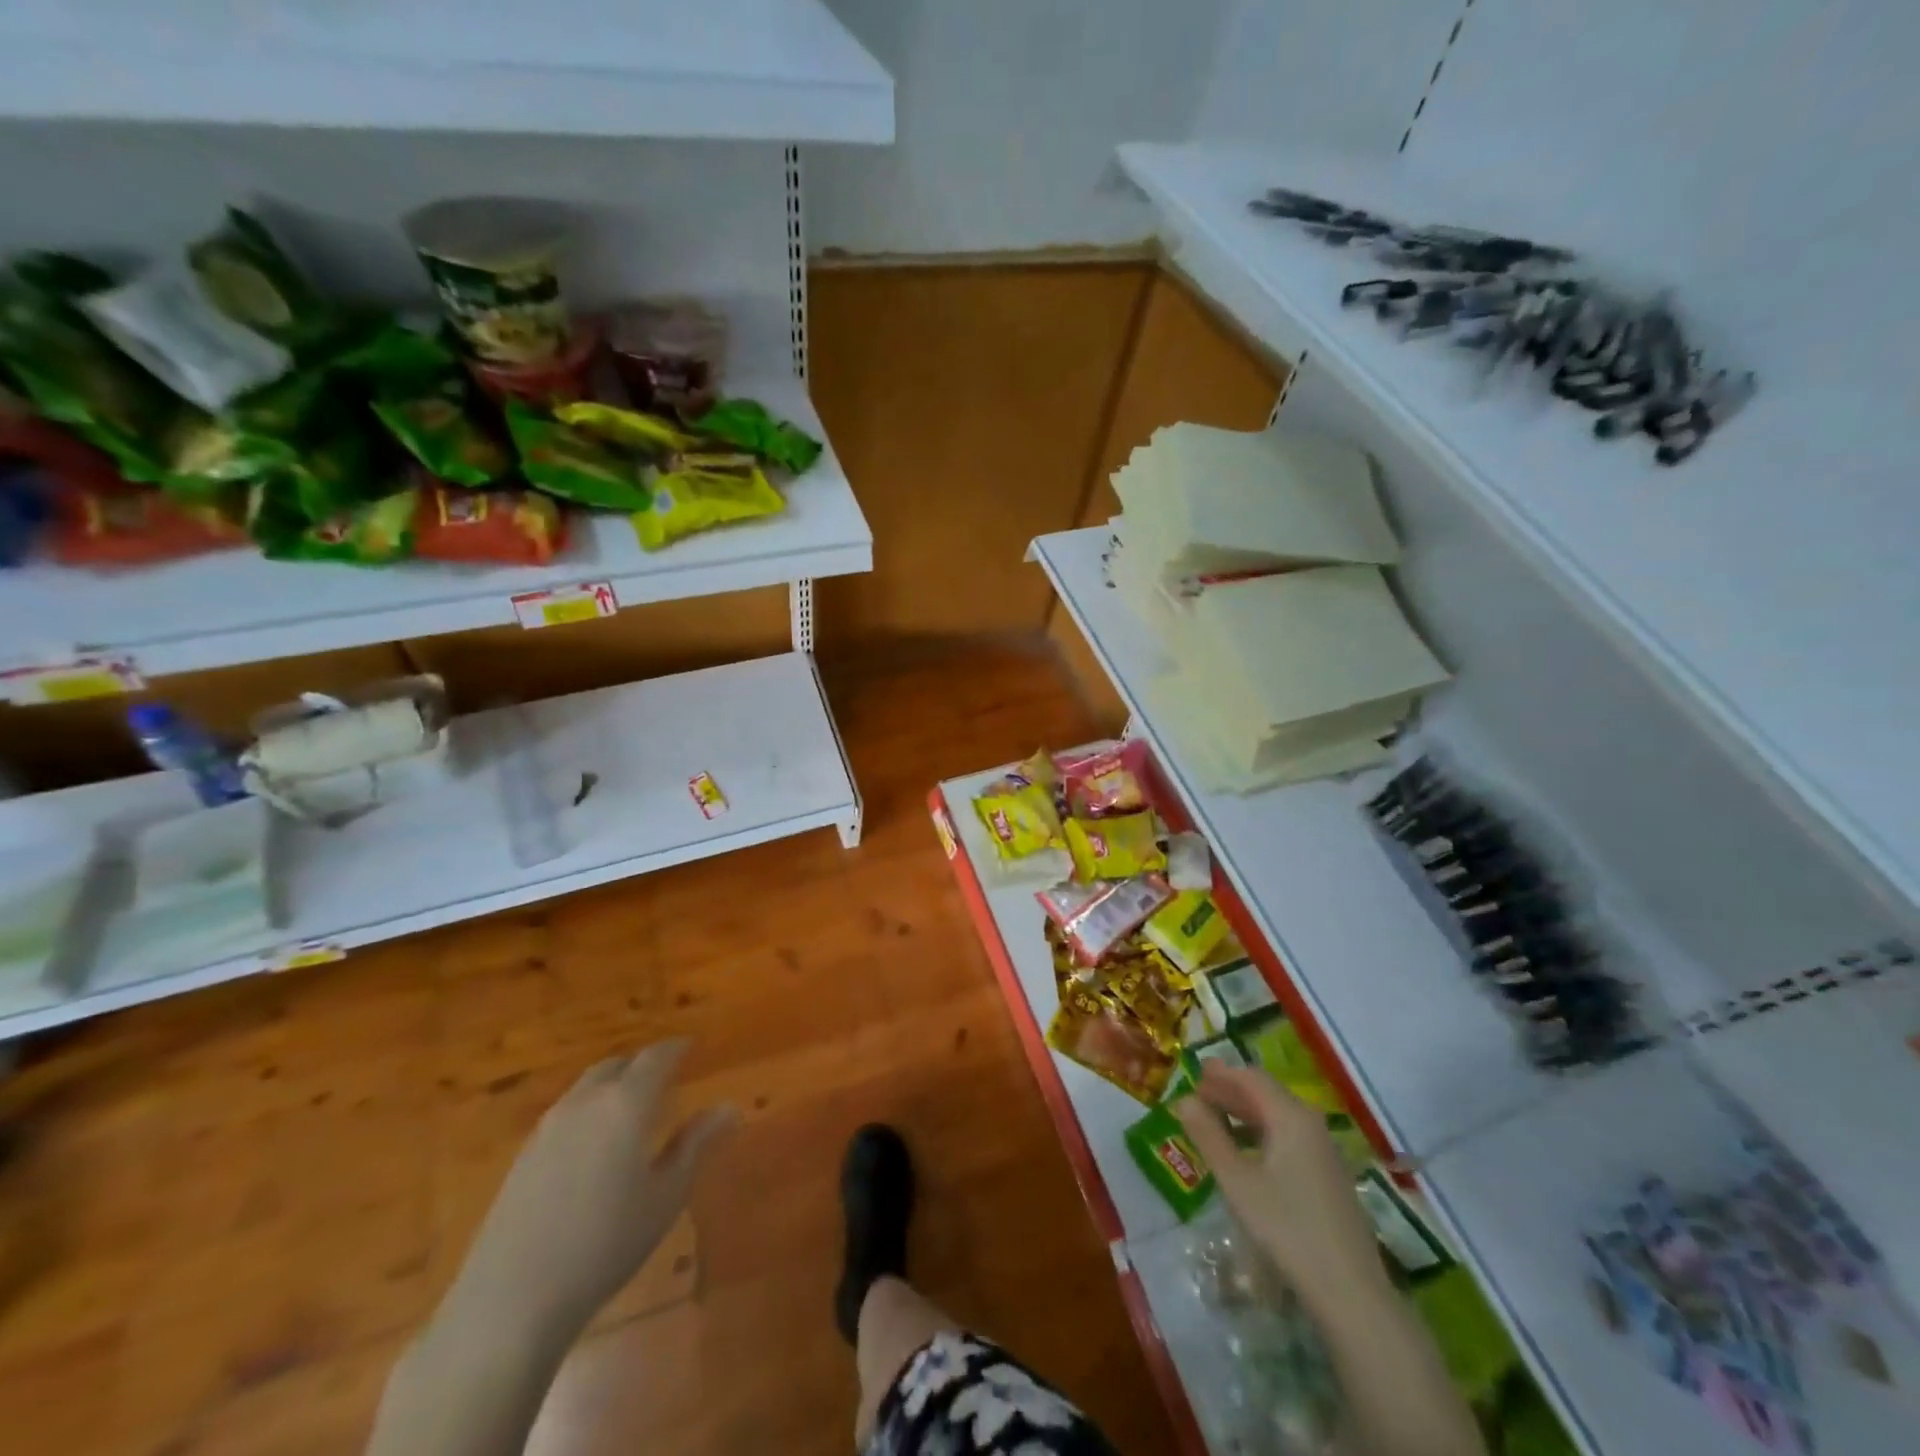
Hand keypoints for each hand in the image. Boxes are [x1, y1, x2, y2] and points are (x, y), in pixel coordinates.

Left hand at [443, 1040, 736, 1344]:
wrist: (512, 1299)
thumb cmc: (606, 1244)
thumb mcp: (666, 1195)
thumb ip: (696, 1143)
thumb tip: (729, 1107)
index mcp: (626, 1103)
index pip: (656, 1057)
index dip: (676, 1048)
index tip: (692, 1046)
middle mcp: (586, 1101)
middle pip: (617, 1065)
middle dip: (643, 1064)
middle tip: (665, 1077)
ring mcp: (548, 1126)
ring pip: (588, 1086)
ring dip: (613, 1084)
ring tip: (632, 1107)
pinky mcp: (524, 1153)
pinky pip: (567, 1111)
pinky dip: (590, 1108)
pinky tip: (595, 1142)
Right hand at [1174, 1064, 1383, 1310]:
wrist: (1350, 1292)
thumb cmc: (1286, 1228)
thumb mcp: (1236, 1181)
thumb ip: (1208, 1135)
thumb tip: (1184, 1100)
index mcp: (1291, 1116)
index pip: (1251, 1078)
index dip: (1220, 1073)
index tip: (1194, 1073)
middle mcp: (1311, 1124)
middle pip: (1266, 1094)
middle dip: (1230, 1091)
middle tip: (1199, 1095)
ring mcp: (1325, 1151)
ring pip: (1278, 1117)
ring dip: (1245, 1113)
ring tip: (1215, 1122)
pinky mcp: (1329, 1176)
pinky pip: (1290, 1138)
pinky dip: (1262, 1134)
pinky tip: (1246, 1154)